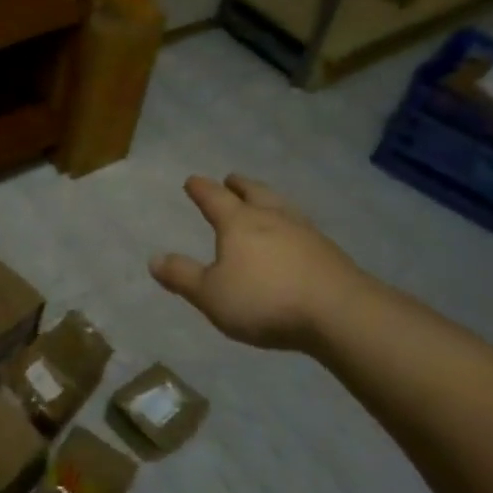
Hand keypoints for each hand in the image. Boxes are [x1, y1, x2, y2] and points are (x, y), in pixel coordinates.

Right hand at [149, 174, 370, 351]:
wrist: (339, 313)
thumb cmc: (265, 299)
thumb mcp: (211, 295)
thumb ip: (182, 276)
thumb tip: (153, 259)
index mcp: (238, 223)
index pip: (214, 198)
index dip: (200, 189)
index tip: (192, 181)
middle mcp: (271, 218)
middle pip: (253, 192)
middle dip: (239, 185)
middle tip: (231, 179)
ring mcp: (304, 232)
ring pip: (281, 205)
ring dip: (267, 198)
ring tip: (263, 200)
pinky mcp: (328, 252)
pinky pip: (302, 227)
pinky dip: (290, 223)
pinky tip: (293, 234)